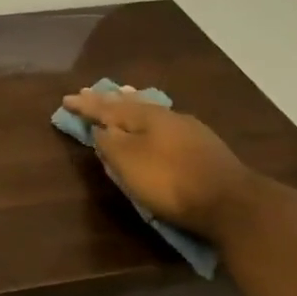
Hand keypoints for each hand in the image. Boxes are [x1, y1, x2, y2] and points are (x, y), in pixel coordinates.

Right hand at [61, 88, 258, 242]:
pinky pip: (165, 126)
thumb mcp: (128, 163)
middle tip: (91, 94)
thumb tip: (100, 128)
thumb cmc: (170, 180)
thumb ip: (110, 143)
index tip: (66, 99)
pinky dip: (150, 123)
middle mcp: (167, 116)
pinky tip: (154, 126)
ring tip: (121, 100)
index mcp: (145, 116)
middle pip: (131, 104)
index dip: (86, 105)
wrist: (230, 201)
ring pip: (151, 112)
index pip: (107, 107)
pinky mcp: (204, 147)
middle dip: (109, 101)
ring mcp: (189, 130)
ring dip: (131, 108)